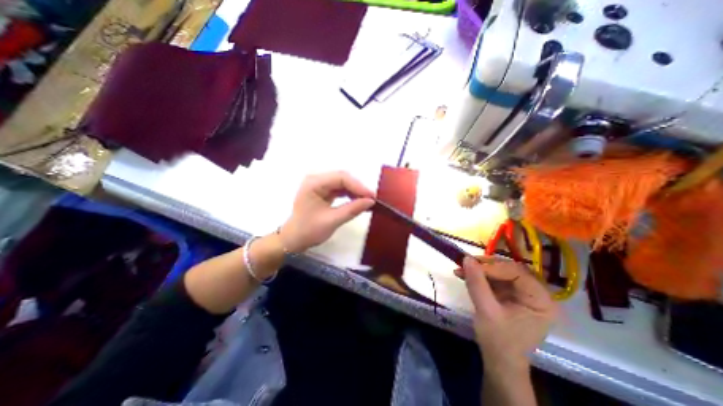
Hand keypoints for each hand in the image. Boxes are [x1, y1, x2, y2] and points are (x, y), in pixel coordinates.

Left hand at [277, 171, 374, 252]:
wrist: (294, 239)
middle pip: (342, 177)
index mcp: (313, 183)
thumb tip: (371, 201)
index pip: (340, 178)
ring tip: (367, 201)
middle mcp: (316, 179)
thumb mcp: (332, 221)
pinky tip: (358, 201)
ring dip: (355, 191)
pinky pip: (340, 188)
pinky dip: (350, 194)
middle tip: (371, 199)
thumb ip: (352, 209)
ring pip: (342, 182)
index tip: (372, 197)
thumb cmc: (309, 231)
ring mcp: (319, 184)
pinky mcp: (322, 190)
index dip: (358, 186)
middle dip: (358, 188)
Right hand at [456, 257, 558, 373]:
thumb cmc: (498, 341)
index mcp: (541, 301)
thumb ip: (477, 283)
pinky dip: (479, 276)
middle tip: (465, 263)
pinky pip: (495, 279)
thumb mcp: (486, 311)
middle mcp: (536, 294)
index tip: (471, 265)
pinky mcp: (511, 295)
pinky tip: (464, 275)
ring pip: (500, 272)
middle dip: (485, 266)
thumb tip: (467, 258)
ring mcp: (523, 294)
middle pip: (509, 269)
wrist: (499, 361)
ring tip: (460, 269)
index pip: (517, 272)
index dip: (494, 266)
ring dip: (479, 270)